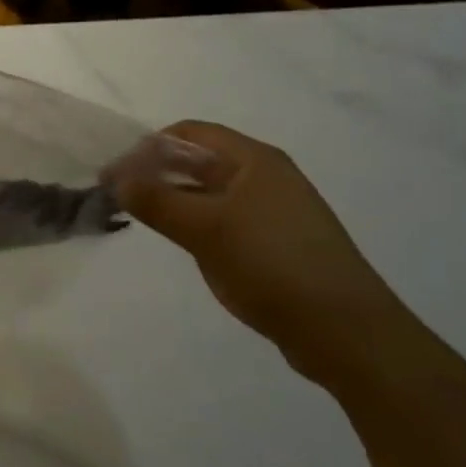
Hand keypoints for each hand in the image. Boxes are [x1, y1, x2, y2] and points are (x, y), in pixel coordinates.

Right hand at [106, 122, 409, 386]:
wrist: (348, 333)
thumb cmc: (274, 265)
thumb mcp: (207, 230)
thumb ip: (158, 201)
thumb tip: (117, 177)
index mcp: (254, 158)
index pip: (190, 133)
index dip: (150, 147)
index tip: (118, 173)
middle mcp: (266, 176)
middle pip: (201, 160)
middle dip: (160, 174)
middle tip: (123, 199)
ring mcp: (276, 211)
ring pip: (214, 193)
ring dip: (179, 201)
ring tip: (148, 222)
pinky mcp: (280, 244)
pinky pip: (230, 222)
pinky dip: (202, 225)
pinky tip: (189, 249)